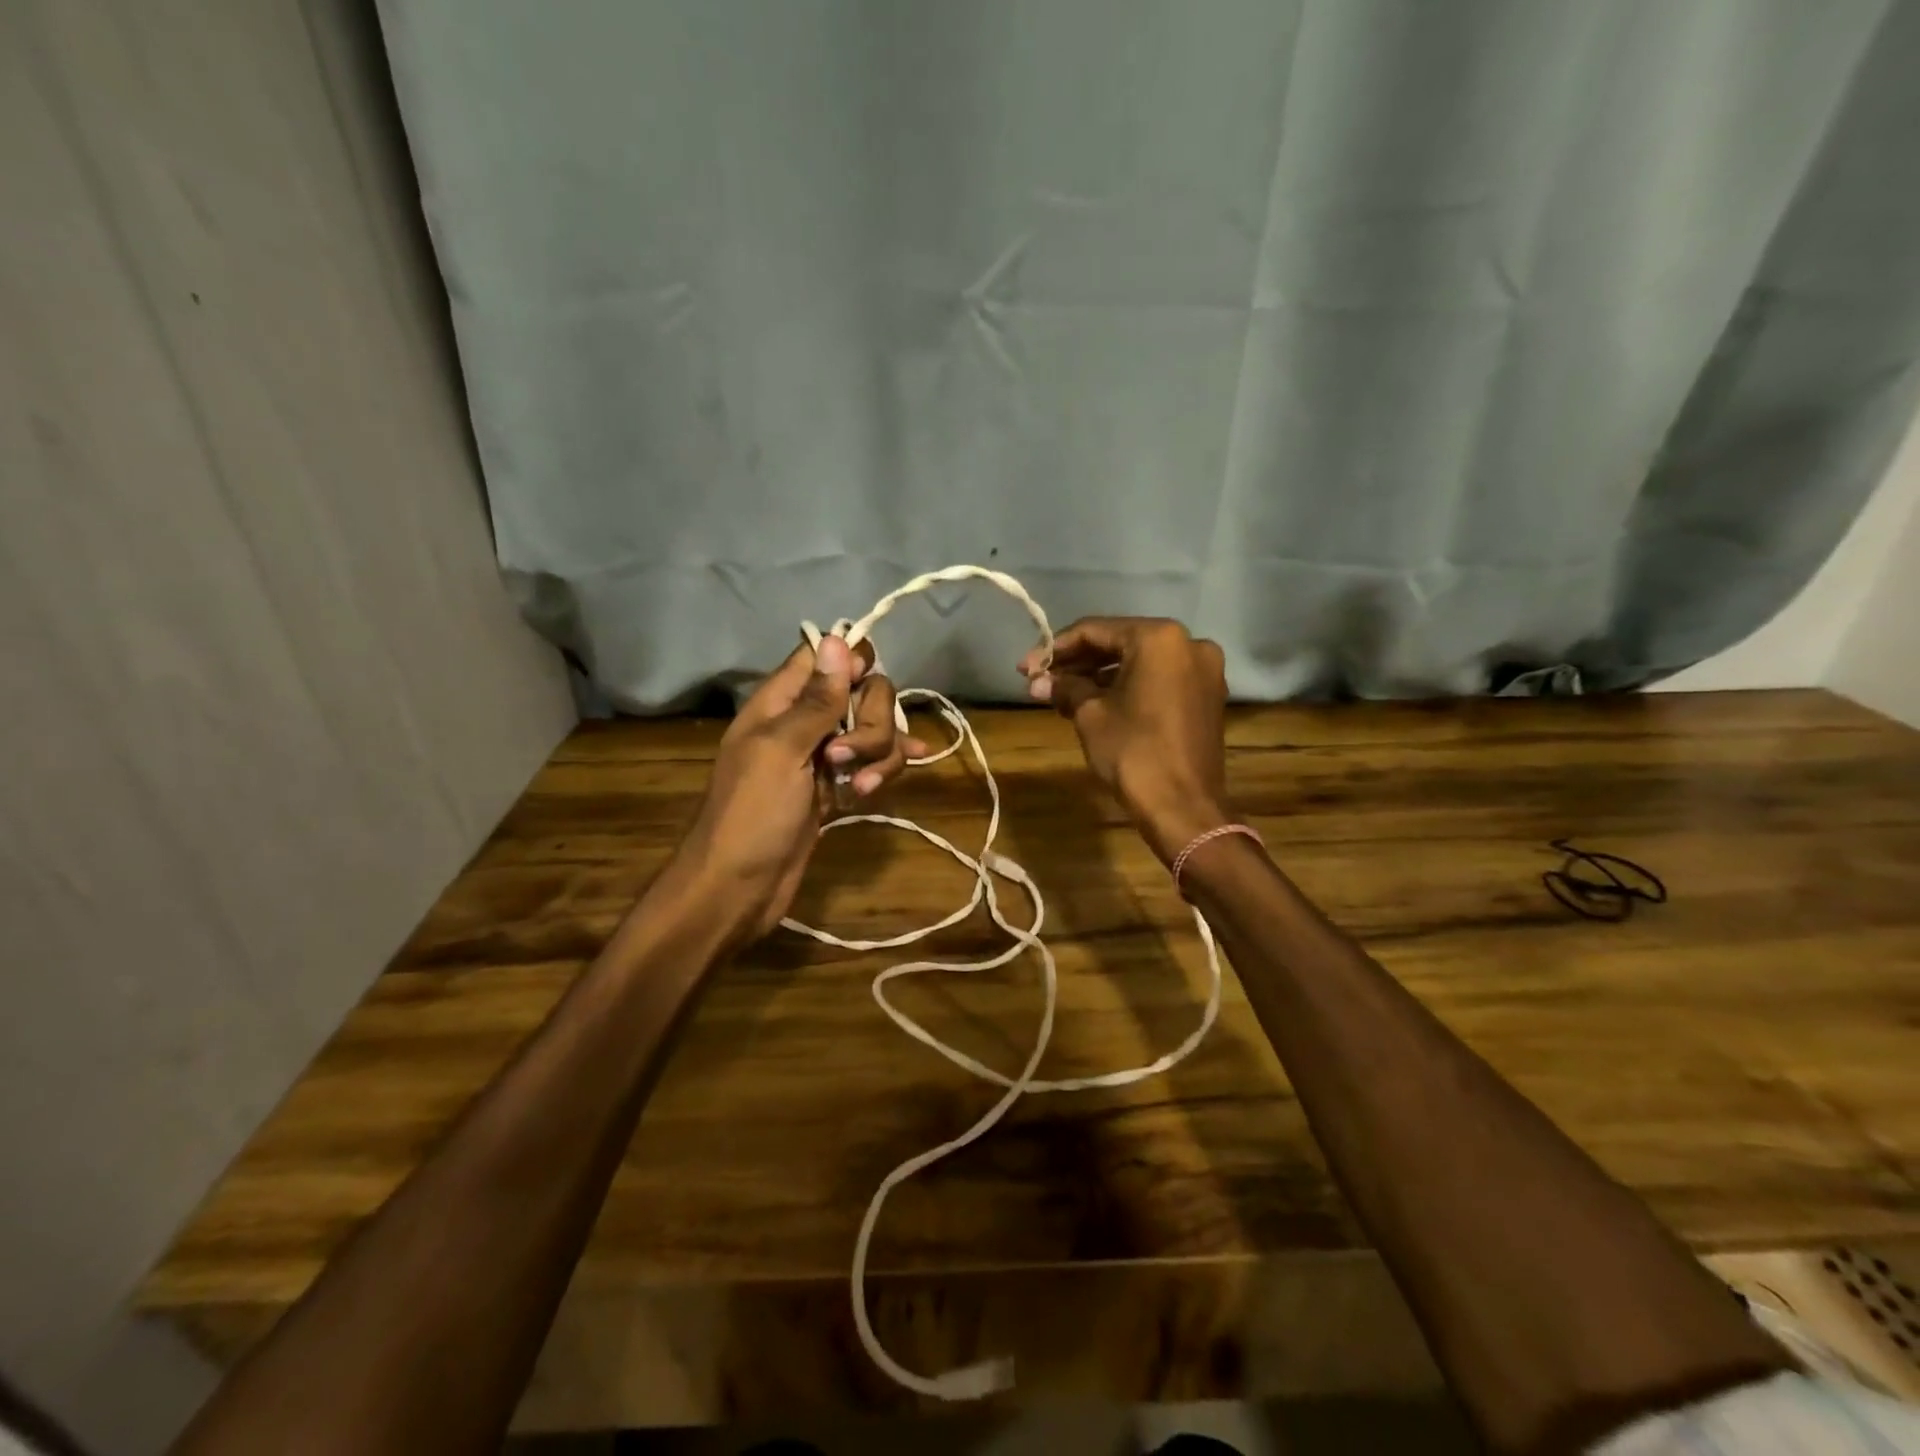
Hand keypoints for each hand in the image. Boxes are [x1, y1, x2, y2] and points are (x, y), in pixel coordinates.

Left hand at [671, 635, 925, 941]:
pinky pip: (873, 762)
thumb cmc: (752, 814)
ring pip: (874, 730)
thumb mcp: (782, 750)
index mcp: (781, 701)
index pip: (824, 656)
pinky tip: (879, 787)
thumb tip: (839, 639)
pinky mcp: (838, 785)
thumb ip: (816, 700)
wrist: (739, 886)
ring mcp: (823, 755)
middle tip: (846, 757)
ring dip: (879, 754)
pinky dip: (881, 771)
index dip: (851, 664)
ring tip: (860, 787)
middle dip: (872, 722)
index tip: (860, 690)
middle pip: (862, 692)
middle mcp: (805, 720)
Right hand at [1019, 617, 1229, 864]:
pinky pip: (1159, 680)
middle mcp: (1188, 644)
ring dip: (1100, 676)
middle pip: (1120, 643)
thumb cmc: (1133, 752)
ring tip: (1061, 695)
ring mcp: (1203, 671)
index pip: (1095, 631)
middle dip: (1078, 663)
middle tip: (1040, 680)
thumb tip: (1037, 681)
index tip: (1026, 667)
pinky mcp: (1207, 697)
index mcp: (1159, 638)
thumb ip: (1065, 688)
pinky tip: (1095, 702)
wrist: (1183, 807)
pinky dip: (1128, 687)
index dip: (1056, 648)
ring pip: (1140, 663)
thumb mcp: (1090, 715)